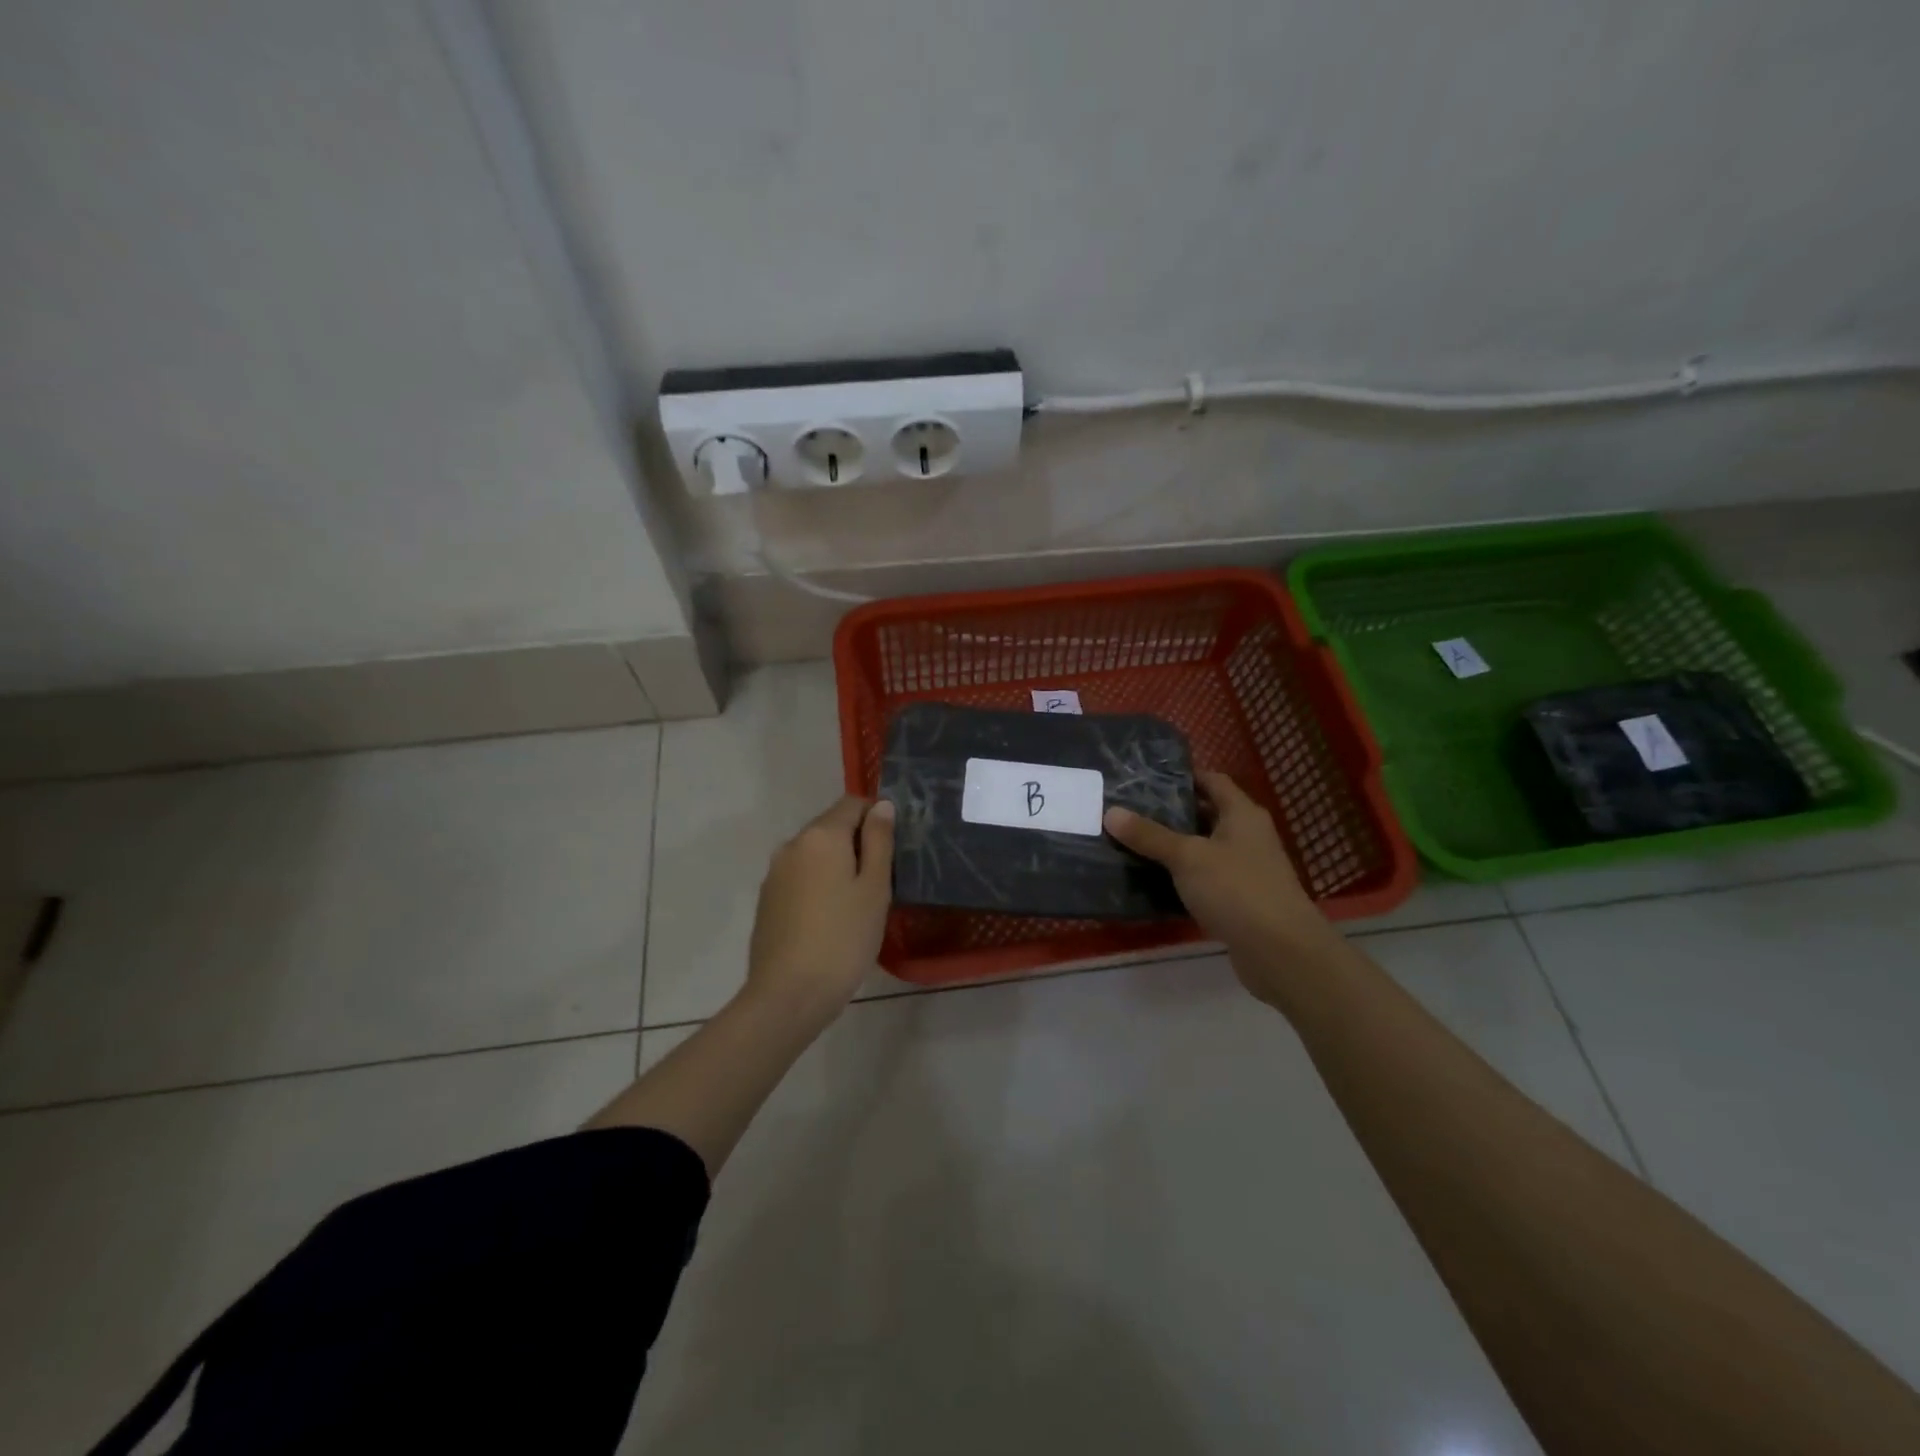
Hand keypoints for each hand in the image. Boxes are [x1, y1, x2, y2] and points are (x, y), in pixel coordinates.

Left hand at [745, 795, 894, 1021]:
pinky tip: (831, 919)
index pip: (853, 803)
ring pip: (815, 854)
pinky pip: (800, 877)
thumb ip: (879, 841)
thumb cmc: (843, 939)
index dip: (877, 817)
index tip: (894, 848)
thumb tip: (882, 805)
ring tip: (858, 903)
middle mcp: (792, 845)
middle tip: (882, 880)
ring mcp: (774, 873)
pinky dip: (819, 885)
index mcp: (821, 835)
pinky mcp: (767, 900)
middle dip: (858, 843)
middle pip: (831, 827)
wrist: (788, 995)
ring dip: (838, 865)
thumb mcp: (875, 888)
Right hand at [1104, 772, 1337, 999]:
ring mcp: (1245, 870)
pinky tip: (1151, 881)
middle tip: (1128, 811)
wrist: (1281, 952)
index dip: (1182, 777)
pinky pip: (1205, 880)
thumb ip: (1149, 835)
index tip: (1145, 779)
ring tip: (1131, 843)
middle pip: (1205, 815)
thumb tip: (1111, 812)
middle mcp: (1247, 836)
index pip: (1212, 781)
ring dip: (1173, 848)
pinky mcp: (1239, 901)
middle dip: (1170, 813)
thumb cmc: (1237, 889)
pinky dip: (1181, 878)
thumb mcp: (1187, 857)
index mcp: (1242, 814)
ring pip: (1203, 849)